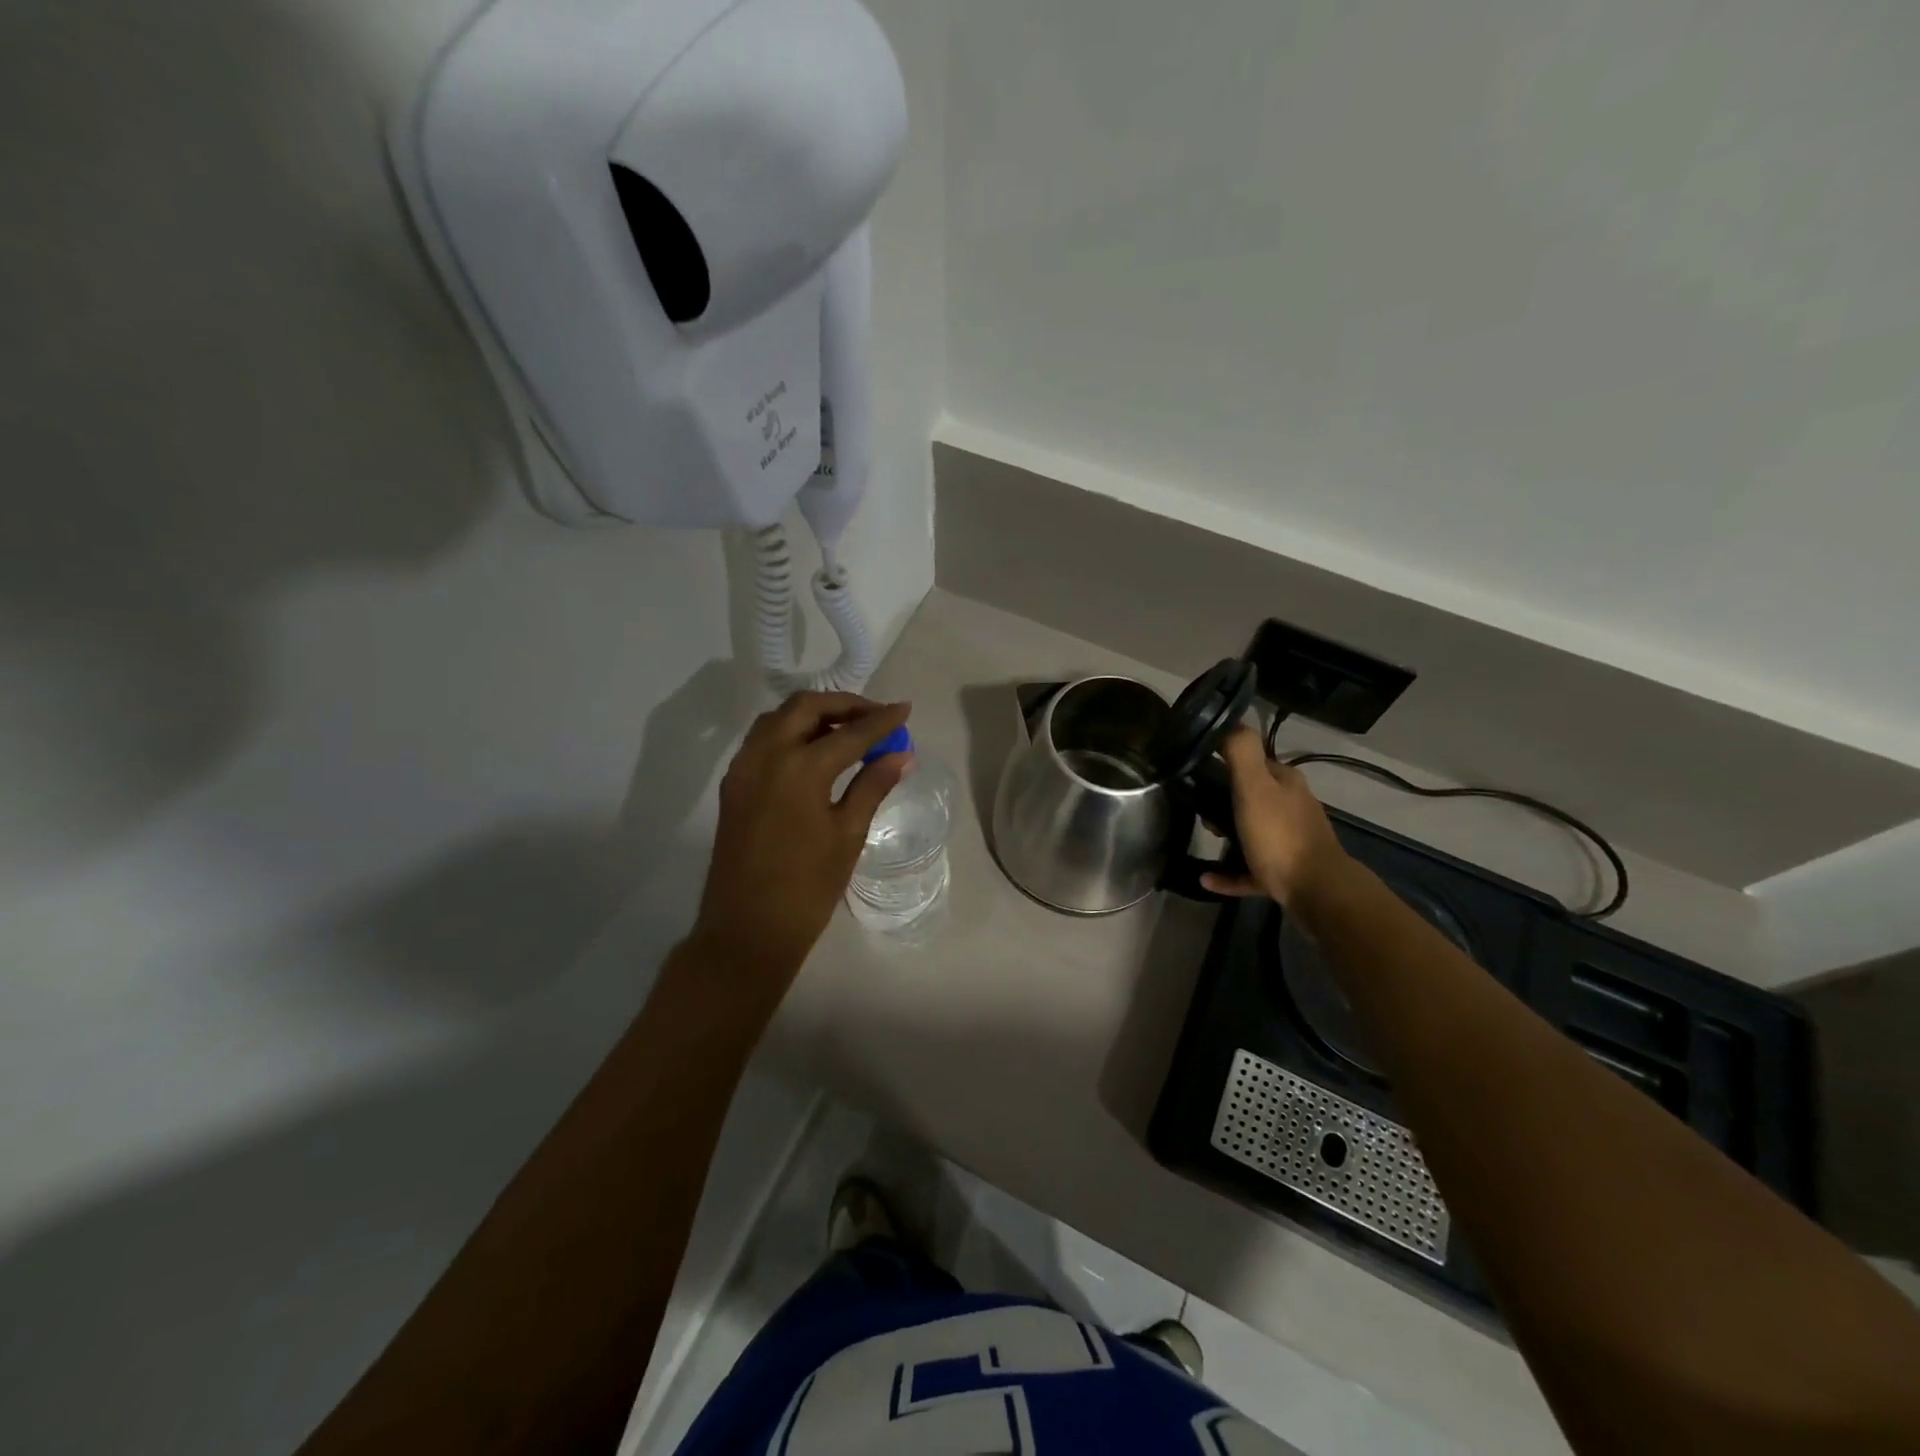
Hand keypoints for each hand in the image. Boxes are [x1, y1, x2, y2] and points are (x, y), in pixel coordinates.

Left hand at [688, 691, 911, 987]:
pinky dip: (790, 732)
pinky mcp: (733, 784)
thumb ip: (872, 786)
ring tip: (847, 731)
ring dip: (814, 715)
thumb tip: (900, 754)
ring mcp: (743, 768)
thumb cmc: (807, 888)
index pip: (850, 732)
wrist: (747, 930)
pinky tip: (813, 751)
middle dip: (844, 705)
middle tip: (875, 718)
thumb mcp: (847, 834)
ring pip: (778, 718)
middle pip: (806, 707)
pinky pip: (762, 740)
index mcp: (800, 768)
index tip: (905, 710)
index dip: (881, 721)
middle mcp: (766, 755)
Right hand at [1201, 726, 1351, 907]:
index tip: (1197, 775)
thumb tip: (1228, 723)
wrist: (1316, 890)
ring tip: (1205, 837)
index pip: (1253, 762)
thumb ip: (1241, 752)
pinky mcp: (1285, 871)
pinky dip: (1229, 872)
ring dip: (1226, 833)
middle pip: (1251, 796)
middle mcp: (1291, 806)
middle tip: (1201, 812)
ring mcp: (1291, 840)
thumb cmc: (1280, 835)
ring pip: (1251, 830)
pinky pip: (1250, 868)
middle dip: (1223, 801)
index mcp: (1285, 782)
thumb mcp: (1254, 786)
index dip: (1225, 765)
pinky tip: (1207, 878)